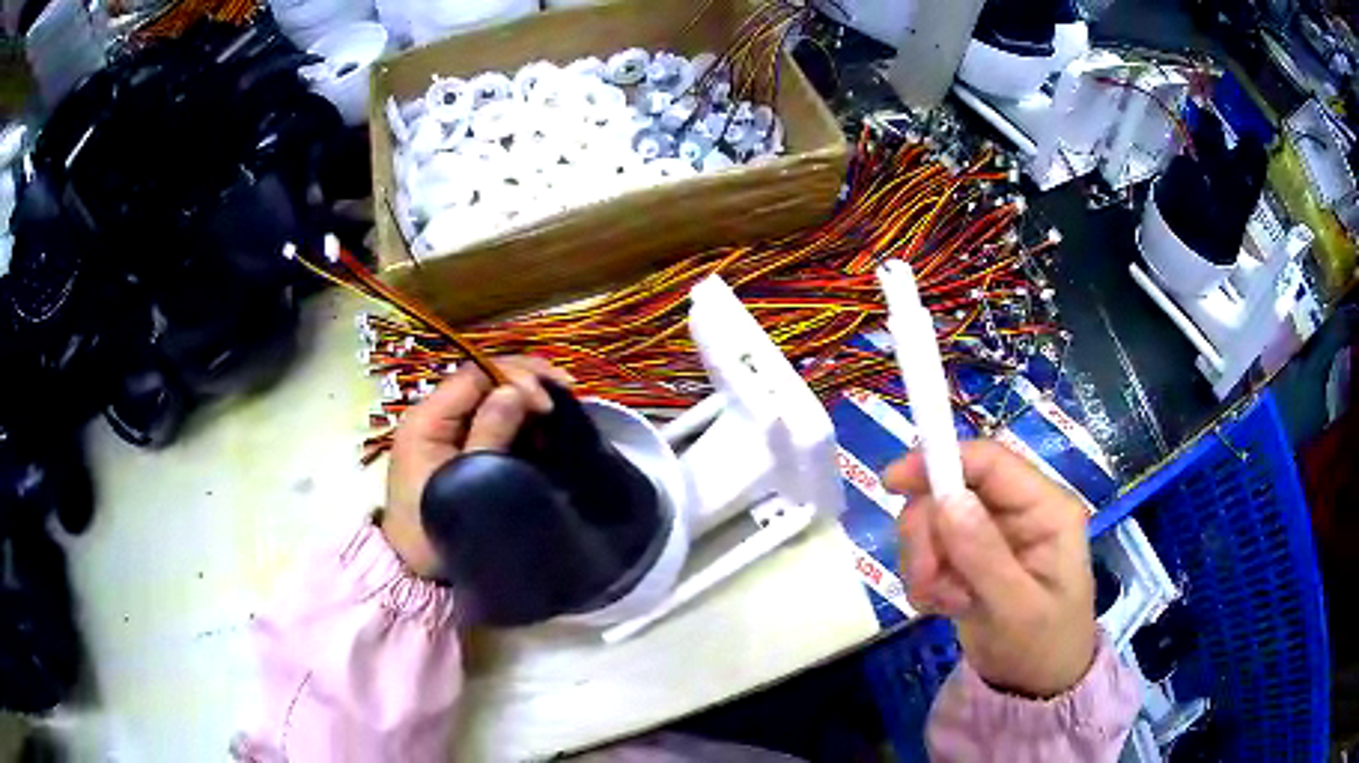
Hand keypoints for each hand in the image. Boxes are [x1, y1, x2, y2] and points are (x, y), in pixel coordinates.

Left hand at [382, 357, 570, 577]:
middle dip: (526, 380)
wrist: (414, 570)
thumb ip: (488, 434)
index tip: (547, 403)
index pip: (474, 375)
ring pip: (491, 396)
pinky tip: (545, 427)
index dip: (514, 377)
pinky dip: (521, 419)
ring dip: (527, 398)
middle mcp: (435, 415)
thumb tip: (516, 392)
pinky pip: (493, 418)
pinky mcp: (460, 446)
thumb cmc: (433, 529)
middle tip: (567, 391)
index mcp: (427, 419)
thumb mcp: (463, 482)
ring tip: (561, 411)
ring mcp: (447, 430)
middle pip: (484, 379)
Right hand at [884, 440, 1096, 697]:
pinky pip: (929, 550)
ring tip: (945, 602)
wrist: (1034, 686)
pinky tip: (945, 606)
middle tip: (929, 581)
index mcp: (1045, 508)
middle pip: (952, 490)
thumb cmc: (1042, 647)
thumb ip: (984, 555)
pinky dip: (925, 579)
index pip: (989, 461)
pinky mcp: (971, 556)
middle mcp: (1018, 511)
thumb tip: (945, 498)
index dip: (941, 461)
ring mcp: (993, 533)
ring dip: (925, 563)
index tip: (892, 484)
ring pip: (933, 521)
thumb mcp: (1017, 608)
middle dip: (929, 535)